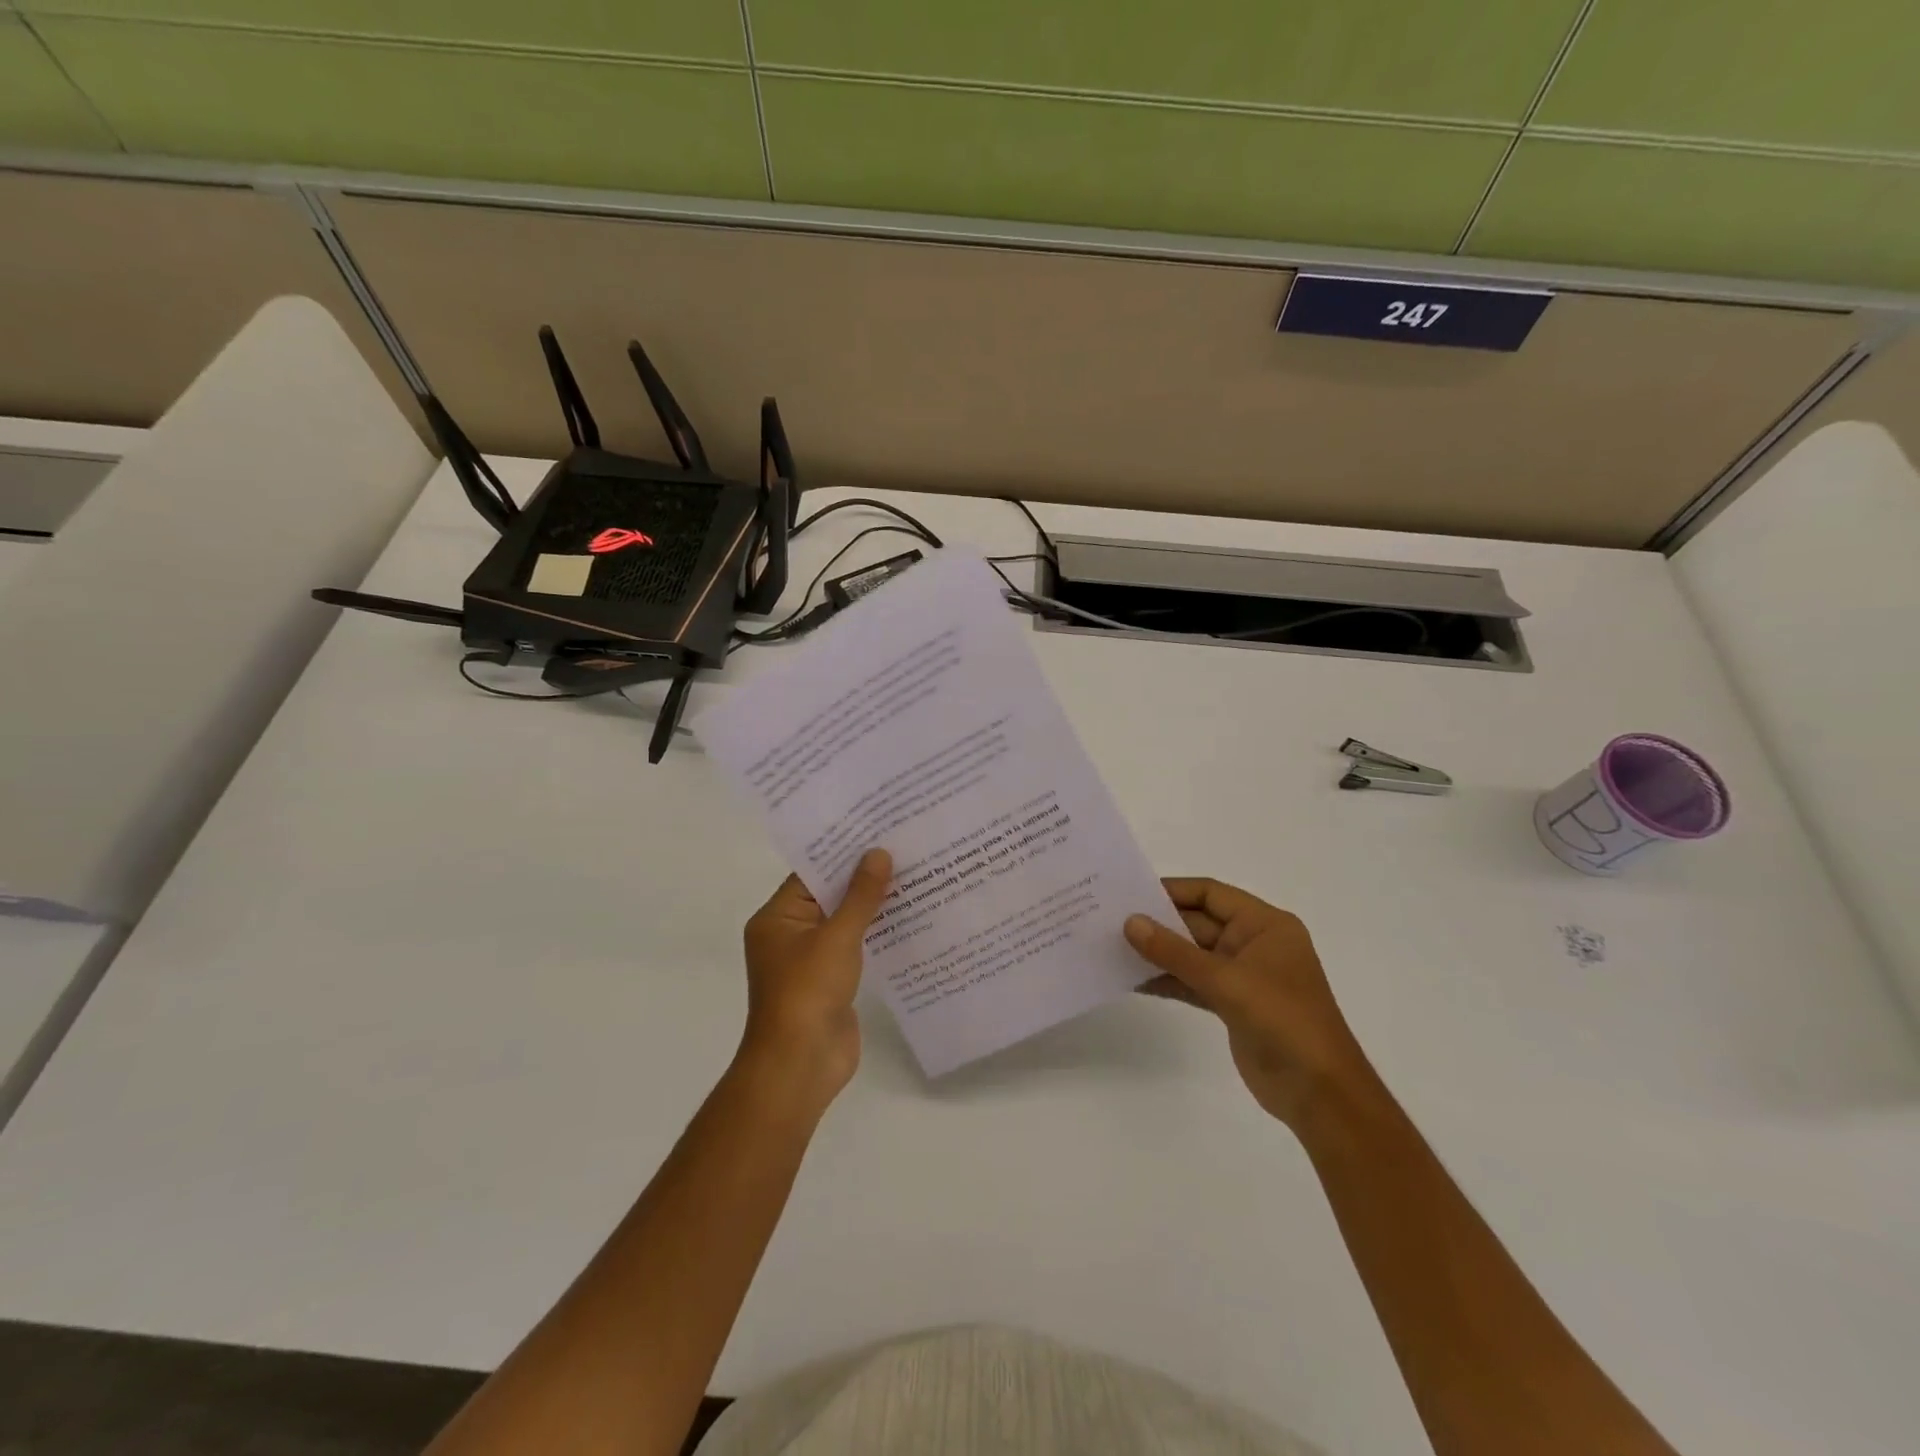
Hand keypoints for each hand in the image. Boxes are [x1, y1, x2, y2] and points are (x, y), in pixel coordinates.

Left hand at [739, 849, 892, 1108]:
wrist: (800, 1065)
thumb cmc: (808, 992)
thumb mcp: (836, 937)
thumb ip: (860, 896)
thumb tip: (878, 853)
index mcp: (777, 918)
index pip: (811, 873)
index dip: (843, 852)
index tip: (876, 830)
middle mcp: (790, 934)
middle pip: (829, 895)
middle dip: (863, 877)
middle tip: (902, 847)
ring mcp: (811, 960)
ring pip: (845, 921)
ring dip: (873, 905)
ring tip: (913, 875)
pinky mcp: (832, 981)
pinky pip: (855, 946)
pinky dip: (876, 933)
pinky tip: (909, 917)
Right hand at [1125, 878, 1375, 1129]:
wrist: (1319, 1092)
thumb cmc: (1282, 1020)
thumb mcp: (1226, 980)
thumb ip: (1175, 951)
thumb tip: (1130, 922)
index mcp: (1265, 925)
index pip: (1211, 894)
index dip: (1172, 890)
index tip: (1130, 893)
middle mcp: (1254, 944)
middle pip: (1198, 923)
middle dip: (1159, 923)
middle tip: (1112, 920)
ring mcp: (1244, 976)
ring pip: (1193, 955)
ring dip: (1159, 953)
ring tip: (1115, 948)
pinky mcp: (1233, 1005)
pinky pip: (1194, 982)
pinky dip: (1168, 980)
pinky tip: (1135, 980)